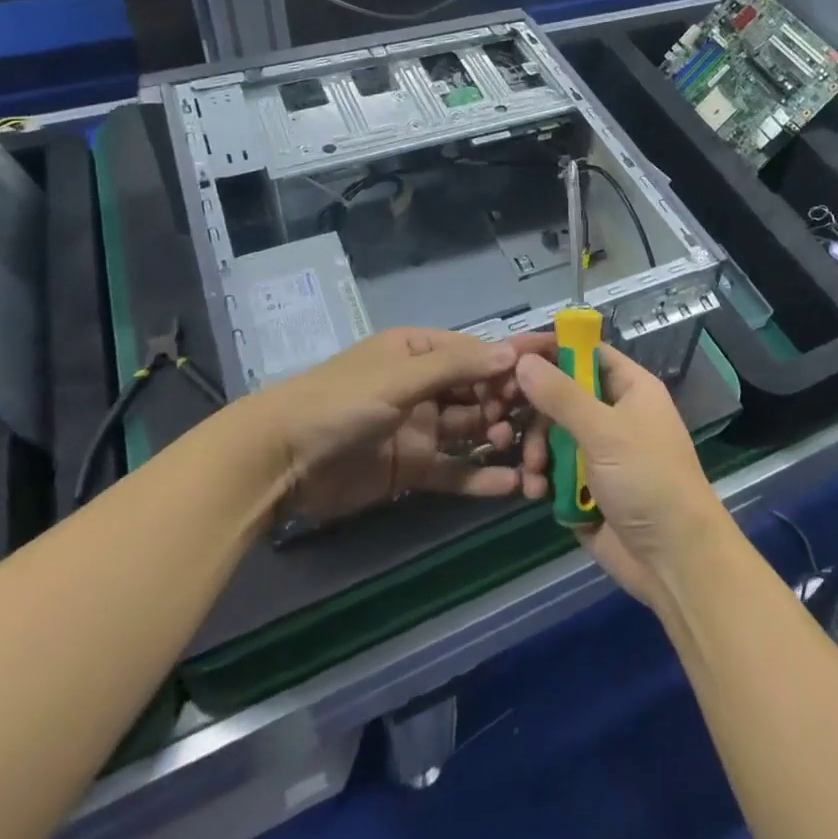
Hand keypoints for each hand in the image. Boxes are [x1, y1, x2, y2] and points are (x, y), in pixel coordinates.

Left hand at [259, 328, 540, 523]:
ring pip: (472, 432)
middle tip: (542, 420)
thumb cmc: (341, 402)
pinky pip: (454, 470)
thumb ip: (456, 367)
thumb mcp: (399, 377)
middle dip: (510, 403)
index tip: (558, 360)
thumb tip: (511, 352)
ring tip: (528, 452)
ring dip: (500, 439)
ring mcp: (419, 428)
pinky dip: (480, 478)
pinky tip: (512, 487)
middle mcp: (424, 386)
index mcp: (419, 352)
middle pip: (479, 392)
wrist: (279, 460)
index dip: (514, 357)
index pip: (477, 351)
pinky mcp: (412, 468)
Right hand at [514, 344, 728, 604]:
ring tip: (534, 469)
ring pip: (551, 433)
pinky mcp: (585, 486)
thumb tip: (524, 360)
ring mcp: (598, 451)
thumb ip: (561, 395)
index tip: (509, 353)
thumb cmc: (648, 480)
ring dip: (536, 448)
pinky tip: (533, 490)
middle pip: (561, 393)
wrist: (674, 560)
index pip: (585, 352)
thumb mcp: (605, 431)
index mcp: (629, 388)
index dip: (549, 349)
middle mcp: (613, 413)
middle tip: (506, 418)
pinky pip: (552, 468)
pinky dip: (540, 476)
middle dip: (534, 409)